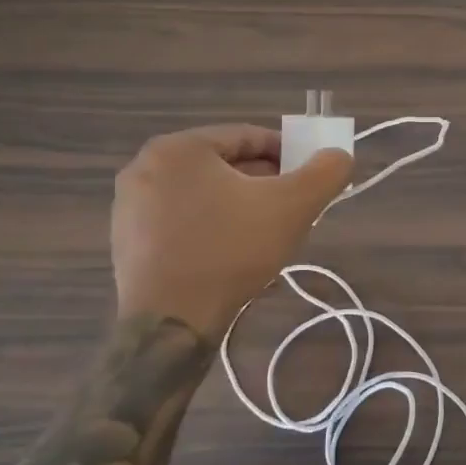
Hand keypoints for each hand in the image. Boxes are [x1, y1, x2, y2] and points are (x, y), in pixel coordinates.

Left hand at [111, 125, 352, 338]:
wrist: (169, 327)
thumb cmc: (230, 251)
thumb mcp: (293, 206)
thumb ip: (325, 172)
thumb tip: (340, 155)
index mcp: (179, 147)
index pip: (247, 137)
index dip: (287, 153)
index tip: (309, 177)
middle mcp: (146, 167)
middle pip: (223, 165)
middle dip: (263, 182)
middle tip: (293, 207)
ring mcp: (129, 207)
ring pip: (203, 194)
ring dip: (239, 206)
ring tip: (267, 233)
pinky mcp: (126, 242)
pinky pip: (181, 220)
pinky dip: (210, 228)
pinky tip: (232, 255)